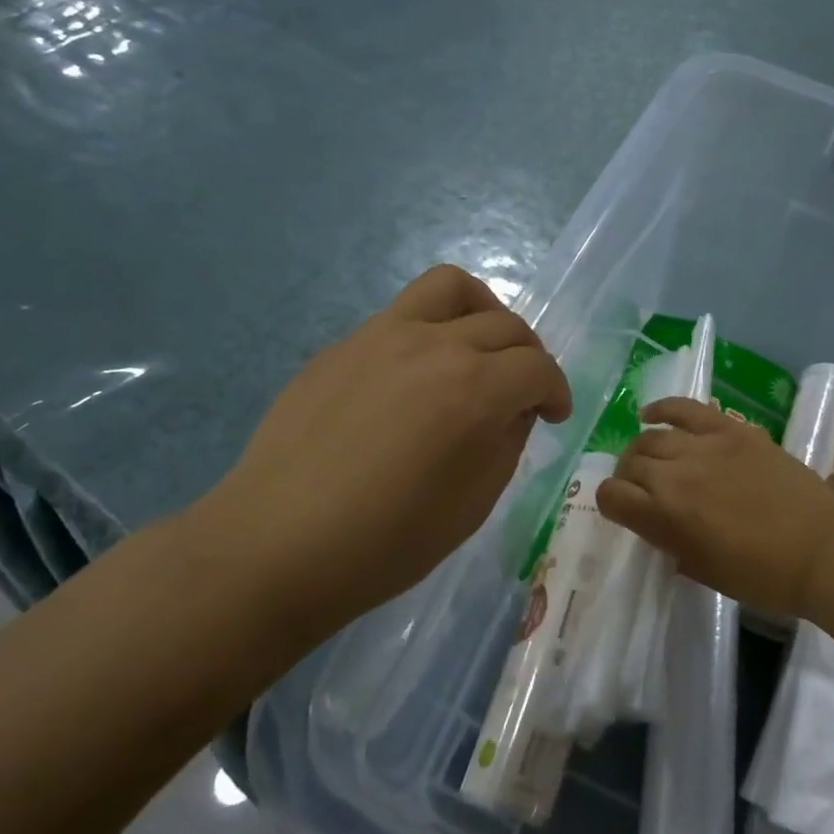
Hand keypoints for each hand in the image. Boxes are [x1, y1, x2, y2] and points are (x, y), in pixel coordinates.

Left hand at [191, 266, 571, 630]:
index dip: (557, 390)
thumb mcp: (474, 503)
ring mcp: (382, 335)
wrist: (276, 545)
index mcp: (474, 388)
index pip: (537, 368)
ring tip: (479, 346)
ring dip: (483, 312)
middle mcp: (434, 345)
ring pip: (450, 288)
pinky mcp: (344, 344)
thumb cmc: (385, 542)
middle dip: (529, 356)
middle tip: (522, 391)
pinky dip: (430, 333)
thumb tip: (513, 408)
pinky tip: (414, 378)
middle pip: (505, 325)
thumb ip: (507, 441)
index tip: (554, 415)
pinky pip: (402, 316)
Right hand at [597, 398, 833, 620]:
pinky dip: (662, 408)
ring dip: (643, 449)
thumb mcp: (704, 571)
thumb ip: (671, 544)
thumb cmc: (763, 575)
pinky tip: (650, 415)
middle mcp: (675, 474)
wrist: (822, 547)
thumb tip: (657, 526)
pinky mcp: (729, 428)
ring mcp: (703, 445)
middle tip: (644, 490)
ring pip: (651, 437)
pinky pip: (684, 408)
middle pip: (630, 463)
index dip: (611, 503)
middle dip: (628, 478)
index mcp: (665, 517)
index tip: (623, 511)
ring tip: (652, 459)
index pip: (611, 496)